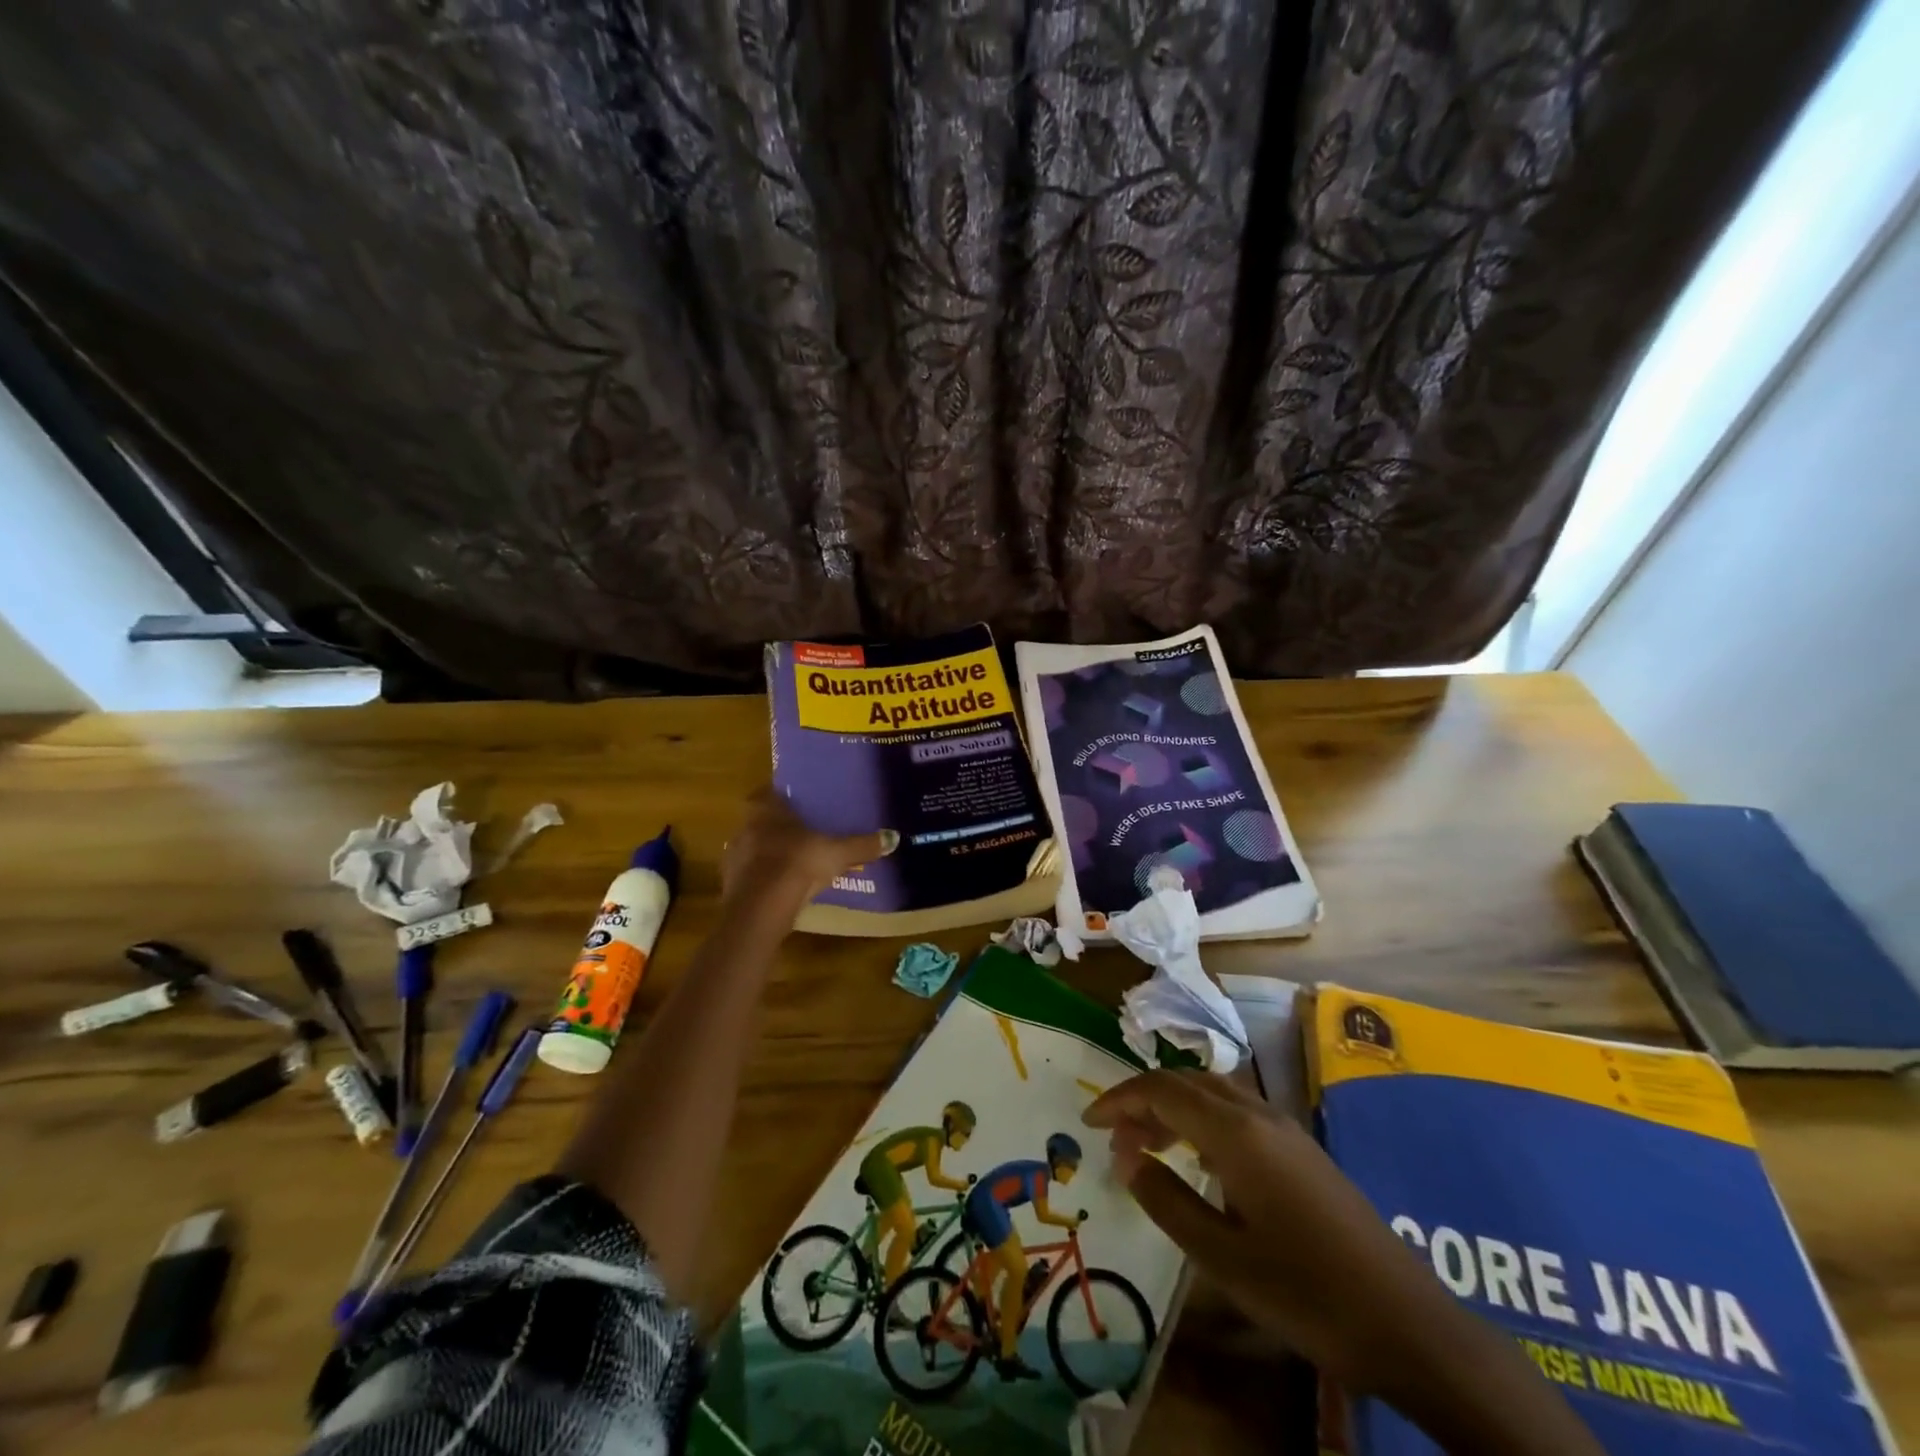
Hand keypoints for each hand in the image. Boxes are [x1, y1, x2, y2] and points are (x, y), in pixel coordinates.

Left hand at [720, 787, 895, 923]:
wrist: (760, 908)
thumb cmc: (798, 864)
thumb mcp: (837, 853)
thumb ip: (862, 845)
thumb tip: (893, 837)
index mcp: (766, 810)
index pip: (769, 792)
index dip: (783, 796)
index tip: (799, 803)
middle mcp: (745, 828)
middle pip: (762, 821)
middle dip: (781, 827)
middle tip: (805, 833)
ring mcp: (734, 857)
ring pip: (755, 849)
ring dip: (772, 854)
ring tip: (796, 863)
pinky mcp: (731, 885)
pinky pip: (752, 876)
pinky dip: (766, 879)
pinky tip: (784, 888)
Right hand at [1084, 1070, 1448, 1393]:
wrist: (1407, 1324)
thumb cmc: (1307, 1295)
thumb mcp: (1223, 1258)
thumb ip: (1168, 1201)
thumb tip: (1126, 1158)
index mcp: (1235, 1134)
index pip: (1162, 1090)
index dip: (1119, 1099)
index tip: (1088, 1122)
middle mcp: (1258, 1115)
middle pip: (1186, 1082)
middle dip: (1144, 1099)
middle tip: (1115, 1138)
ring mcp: (1285, 1128)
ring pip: (1213, 1092)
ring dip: (1174, 1105)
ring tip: (1148, 1144)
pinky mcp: (1301, 1147)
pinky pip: (1237, 1110)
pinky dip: (1202, 1118)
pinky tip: (1199, 1158)